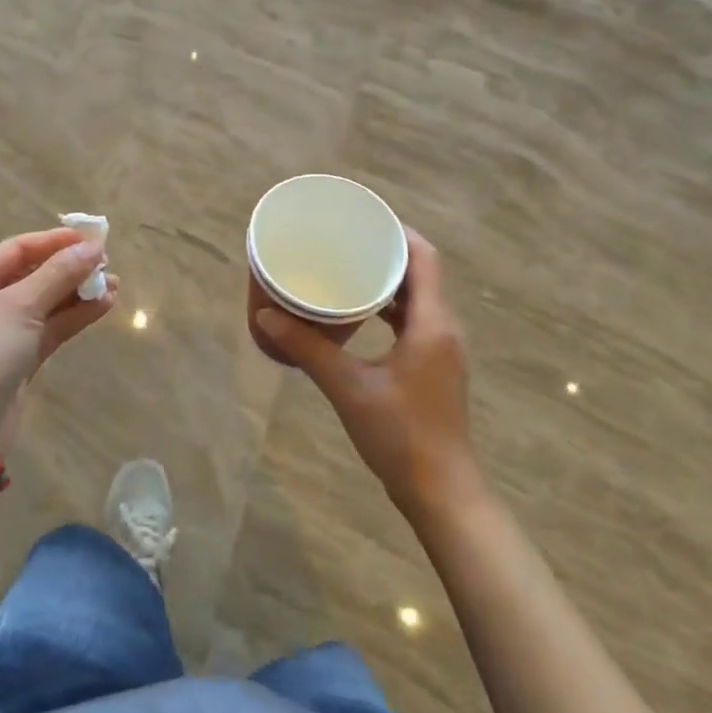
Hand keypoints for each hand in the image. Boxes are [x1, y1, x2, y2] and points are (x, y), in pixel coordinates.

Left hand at [0, 228, 116, 408]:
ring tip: (115, 284)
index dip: (55, 241)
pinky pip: (49, 327)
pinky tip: (104, 305)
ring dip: (78, 292)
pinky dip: (74, 316)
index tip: (91, 238)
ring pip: (45, 303)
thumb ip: (59, 273)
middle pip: (32, 274)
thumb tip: (94, 247)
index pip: (17, 249)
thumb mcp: (22, 305)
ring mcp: (0, 332)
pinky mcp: (18, 358)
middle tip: (107, 263)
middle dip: (70, 268)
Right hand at [255, 230, 481, 520]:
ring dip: (390, 283)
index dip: (398, 233)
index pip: (425, 258)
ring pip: (420, 299)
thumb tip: (267, 317)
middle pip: (422, 274)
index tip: (364, 220)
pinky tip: (362, 317)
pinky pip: (417, 322)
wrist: (442, 492)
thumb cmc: (400, 435)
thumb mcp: (348, 388)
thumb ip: (308, 349)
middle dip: (388, 254)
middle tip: (347, 242)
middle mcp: (444, 329)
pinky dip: (392, 310)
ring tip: (350, 271)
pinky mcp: (437, 368)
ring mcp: (443, 350)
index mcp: (432, 323)